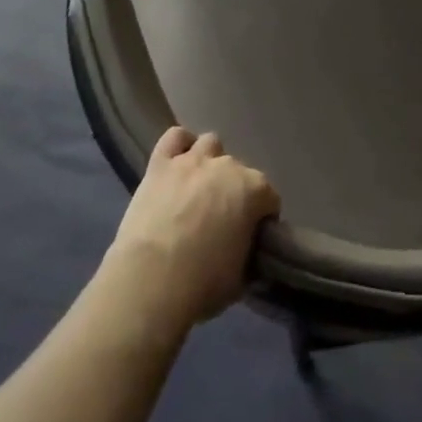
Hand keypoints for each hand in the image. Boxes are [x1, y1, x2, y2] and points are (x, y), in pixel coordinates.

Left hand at [103, 127, 279, 336]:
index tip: (252, 239)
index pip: (270, 198)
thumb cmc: (203, 283)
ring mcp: (193, 160)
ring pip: (210, 144)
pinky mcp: (161, 164)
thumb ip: (249, 255)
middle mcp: (228, 166)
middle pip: (240, 172)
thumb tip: (247, 254)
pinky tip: (177, 164)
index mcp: (255, 190)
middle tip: (222, 222)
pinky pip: (174, 138)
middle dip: (235, 192)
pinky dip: (179, 146)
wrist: (151, 281)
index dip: (262, 219)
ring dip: (210, 163)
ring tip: (200, 190)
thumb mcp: (241, 277)